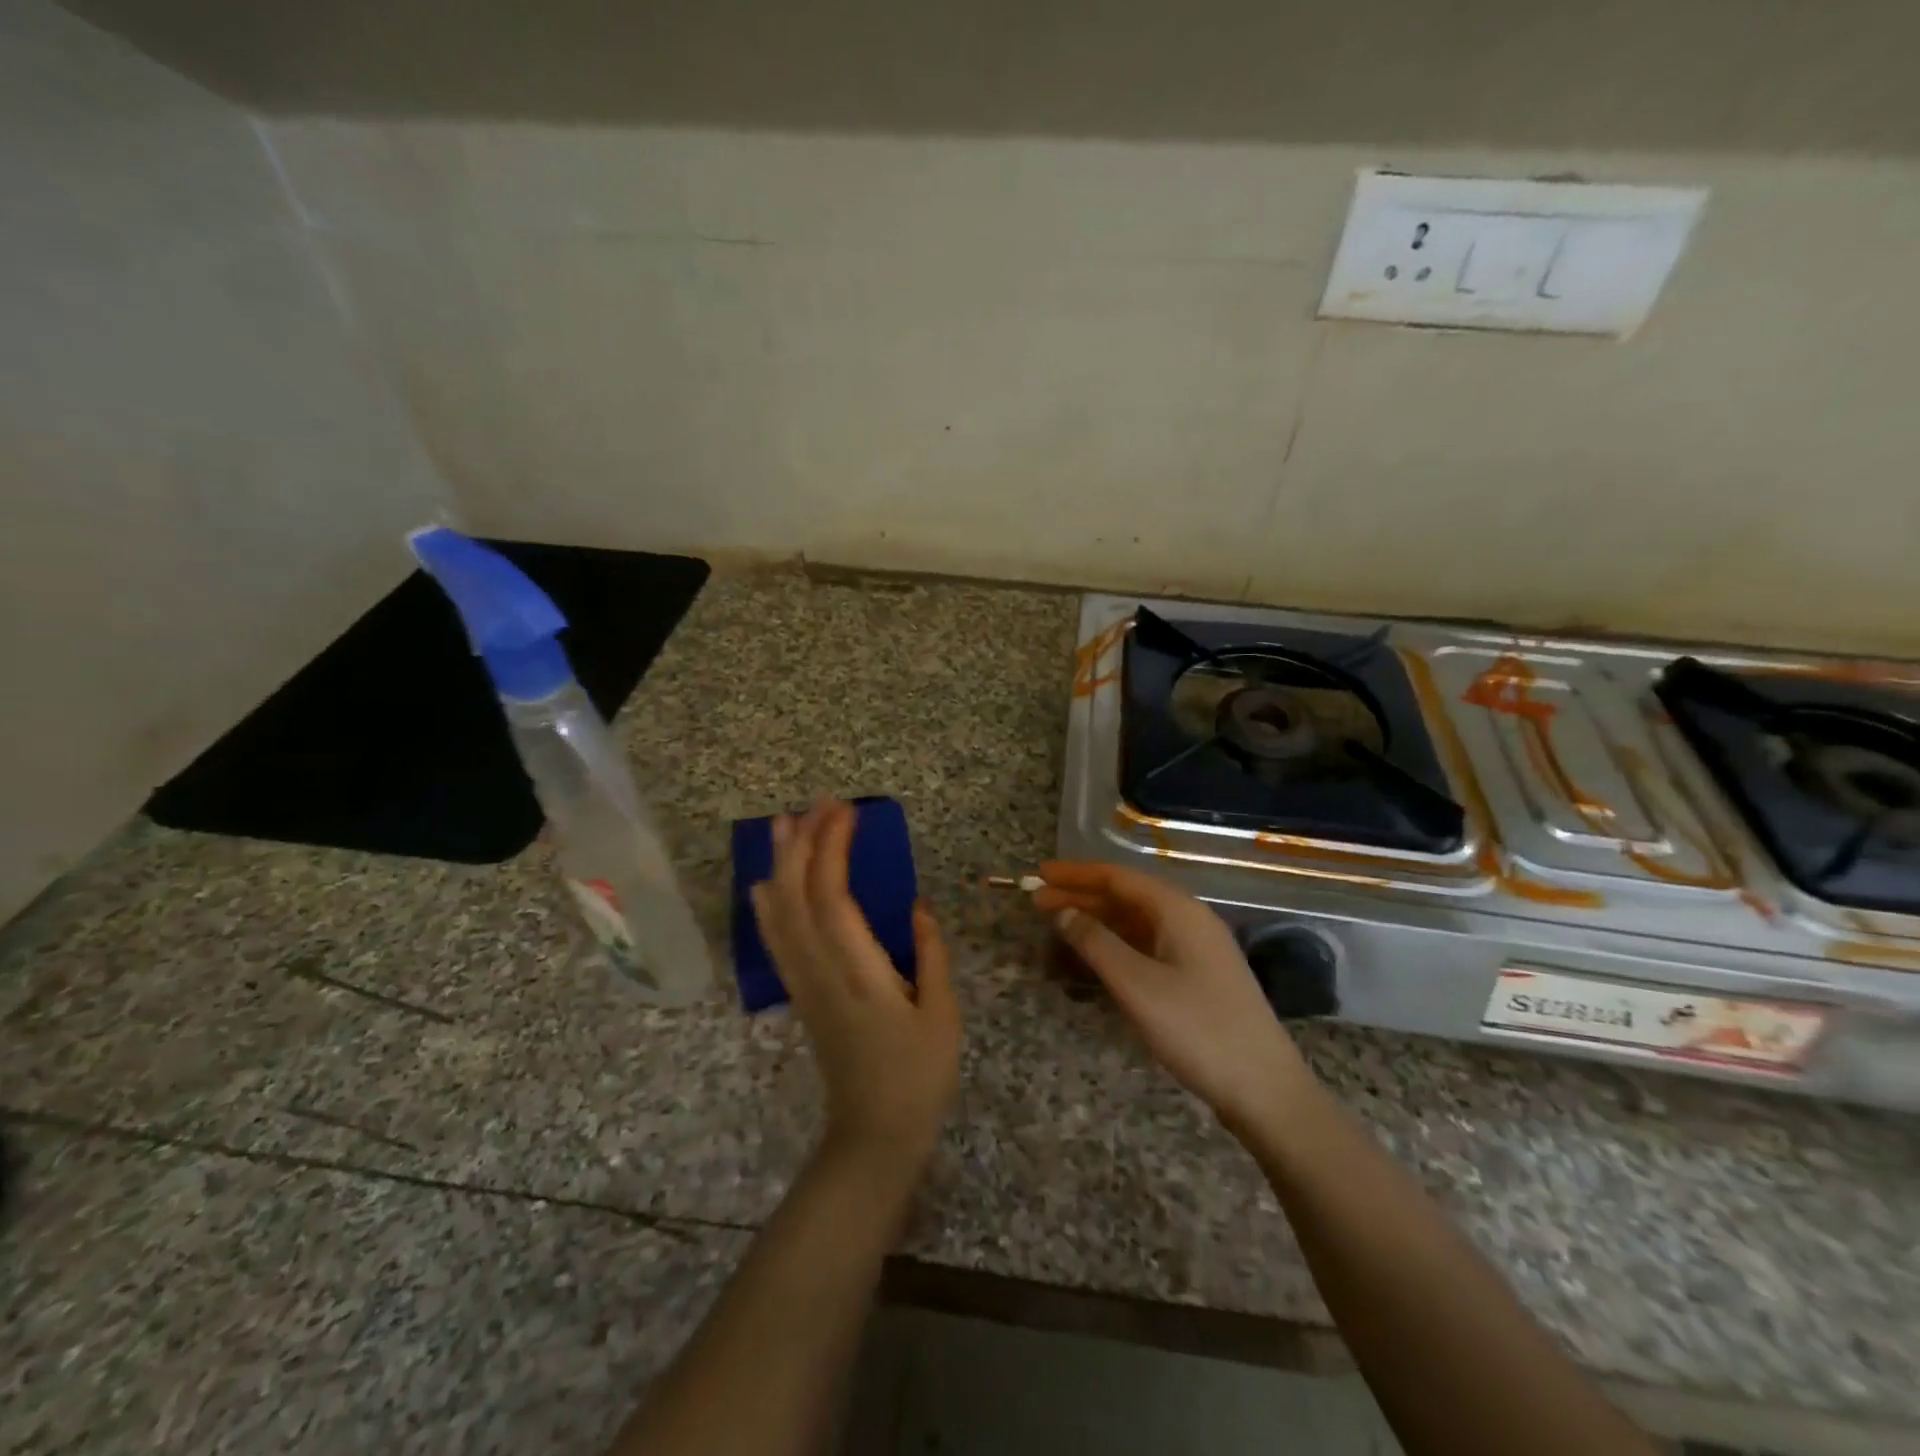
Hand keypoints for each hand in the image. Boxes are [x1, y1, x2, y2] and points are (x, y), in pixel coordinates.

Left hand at [751, 800, 961, 1184]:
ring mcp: (803, 983)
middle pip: (796, 897)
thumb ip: (930, 955)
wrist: (874, 1135)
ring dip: (780, 864)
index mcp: (858, 973)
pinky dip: (768, 904)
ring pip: (779, 914)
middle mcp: (820, 972)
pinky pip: (776, 940)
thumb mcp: (942, 1015)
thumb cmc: (918, 1077)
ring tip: (783, 823)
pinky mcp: (800, 994)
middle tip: (819, 802)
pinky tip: (766, 883)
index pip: (832, 898)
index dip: (832, 849)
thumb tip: (917, 906)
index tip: (846, 811)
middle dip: (804, 843)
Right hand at [1034, 862, 1313, 1128]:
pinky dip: (1117, 943)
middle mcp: (1189, 919)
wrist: (1265, 1089)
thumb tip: (1063, 912)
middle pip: (1126, 896)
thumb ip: (1096, 943)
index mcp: (1178, 910)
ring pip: (1137, 921)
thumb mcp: (1137, 986)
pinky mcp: (1199, 975)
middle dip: (1081, 896)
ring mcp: (1197, 948)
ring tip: (1058, 925)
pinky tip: (1097, 955)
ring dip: (1097, 920)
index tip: (1038, 874)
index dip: (1075, 874)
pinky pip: (1149, 944)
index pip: (1117, 877)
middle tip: (1036, 902)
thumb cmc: (1197, 1029)